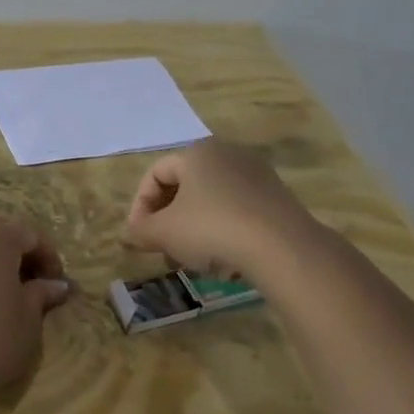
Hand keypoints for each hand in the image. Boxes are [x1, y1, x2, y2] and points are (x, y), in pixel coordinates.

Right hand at [123, 139, 326, 278]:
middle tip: (162, 250)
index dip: (140, 205)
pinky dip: (223, 232)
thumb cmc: (212, 229)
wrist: (283, 247)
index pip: (155, 174)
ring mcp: (256, 175)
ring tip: (192, 261)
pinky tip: (224, 261)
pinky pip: (237, 211)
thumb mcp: (164, 232)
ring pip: (211, 202)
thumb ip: (140, 230)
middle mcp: (227, 154)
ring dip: (194, 230)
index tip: (139, 235)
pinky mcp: (277, 197)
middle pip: (184, 187)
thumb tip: (130, 233)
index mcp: (196, 152)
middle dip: (168, 221)